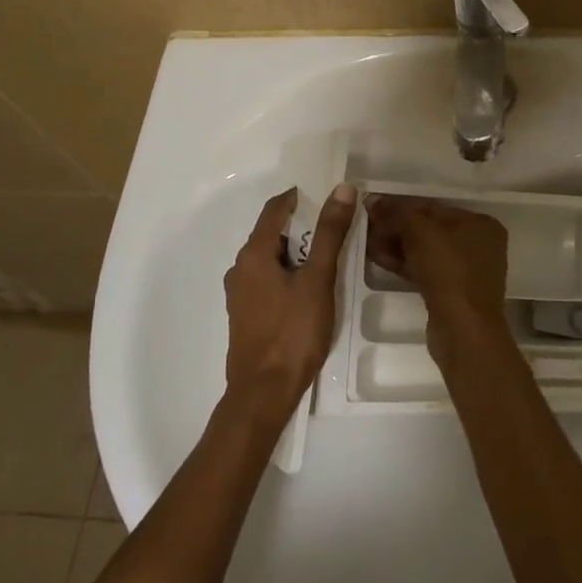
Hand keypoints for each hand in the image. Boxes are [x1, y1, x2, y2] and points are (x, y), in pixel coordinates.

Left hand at [223, 183, 356, 423]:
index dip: (301, 197)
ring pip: (272, 259)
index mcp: (253, 254)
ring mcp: (241, 294)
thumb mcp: (318, 279)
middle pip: (273, 233)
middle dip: (304, 227)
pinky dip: (289, 274)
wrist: (264, 393)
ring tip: (330, 260)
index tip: (329, 196)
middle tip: (337, 230)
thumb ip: (329, 233)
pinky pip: (269, 280)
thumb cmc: (293, 332)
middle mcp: (240, 268)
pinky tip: (311, 291)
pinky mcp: (247, 315)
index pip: (275, 209)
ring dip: (298, 253)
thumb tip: (341, 189)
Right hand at [365, 197, 509, 360]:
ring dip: (396, 246)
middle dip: (397, 228)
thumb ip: (396, 213)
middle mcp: (478, 244)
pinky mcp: (453, 293)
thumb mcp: (419, 232)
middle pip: (429, 229)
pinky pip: (425, 270)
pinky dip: (404, 263)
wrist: (462, 329)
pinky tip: (378, 259)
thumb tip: (372, 200)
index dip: (401, 206)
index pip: (434, 207)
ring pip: (425, 251)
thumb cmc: (448, 270)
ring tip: (367, 243)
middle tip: (367, 227)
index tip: (373, 208)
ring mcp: (467, 271)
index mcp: (480, 223)